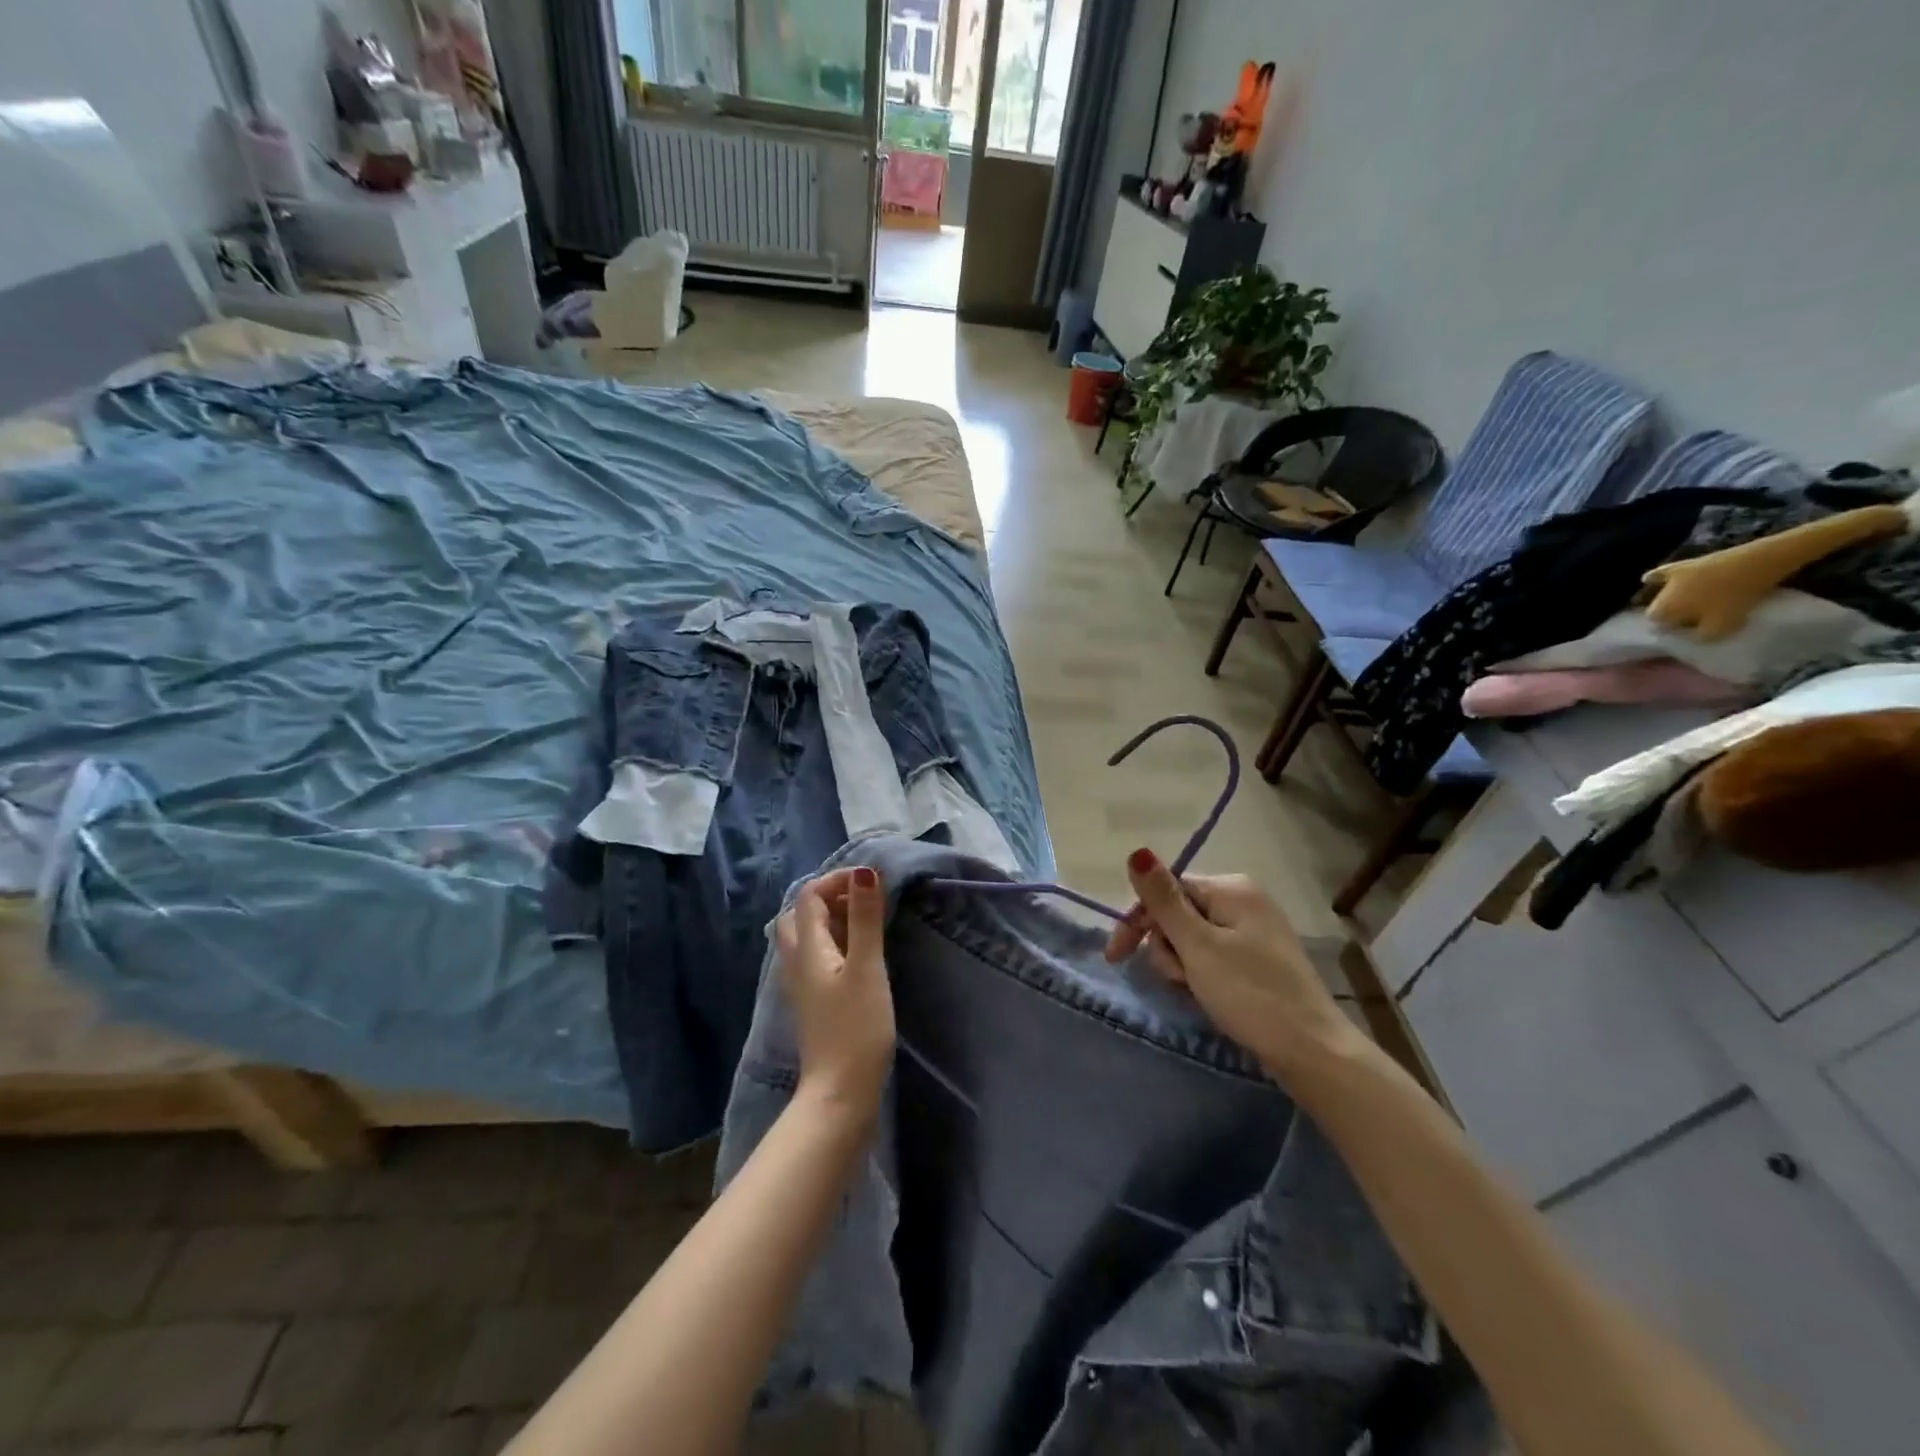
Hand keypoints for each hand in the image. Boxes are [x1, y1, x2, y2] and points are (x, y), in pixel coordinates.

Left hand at [774, 867, 895, 1117]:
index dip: (837, 880)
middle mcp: (796, 962)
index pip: (809, 896)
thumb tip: (864, 871)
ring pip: (806, 938)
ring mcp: (802, 986)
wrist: (840, 1094)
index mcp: (807, 949)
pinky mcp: (813, 1004)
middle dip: (828, 898)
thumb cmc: (856, 1028)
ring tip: (864, 924)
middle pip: (799, 915)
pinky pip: (815, 958)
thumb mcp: (867, 967)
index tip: (872, 881)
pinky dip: (833, 944)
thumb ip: (865, 918)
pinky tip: (857, 956)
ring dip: (830, 921)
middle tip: (864, 901)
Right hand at [1104, 848, 1358, 1078]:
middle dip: (1166, 947)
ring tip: (1196, 991)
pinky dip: (1201, 974)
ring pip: (1192, 938)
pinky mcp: (1259, 960)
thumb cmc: (1251, 994)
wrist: (1313, 1052)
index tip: (1118, 958)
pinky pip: (1212, 956)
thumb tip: (1136, 851)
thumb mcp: (1198, 946)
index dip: (1138, 921)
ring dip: (1182, 965)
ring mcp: (1254, 931)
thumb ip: (1163, 899)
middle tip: (1178, 979)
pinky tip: (1208, 996)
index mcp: (1231, 888)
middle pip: (1177, 913)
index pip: (1166, 890)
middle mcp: (1244, 900)